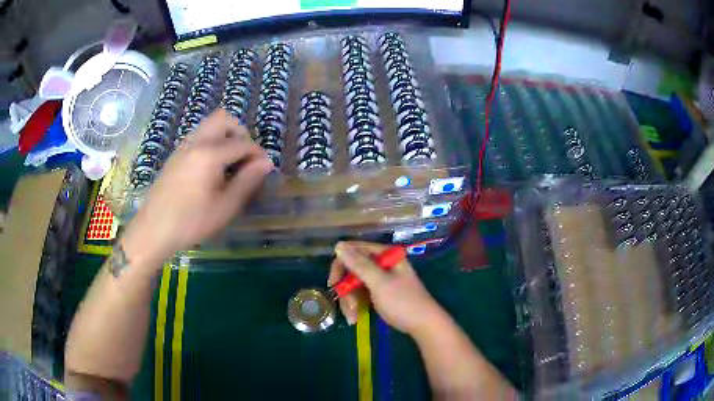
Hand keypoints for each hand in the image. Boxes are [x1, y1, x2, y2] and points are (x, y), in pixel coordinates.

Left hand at [122, 110, 272, 267]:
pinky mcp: (175, 155)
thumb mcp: (225, 206)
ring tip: (229, 164)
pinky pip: (198, 137)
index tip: (264, 169)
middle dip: (240, 132)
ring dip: (224, 136)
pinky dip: (211, 143)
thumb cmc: (192, 221)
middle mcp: (196, 142)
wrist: (153, 230)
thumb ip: (247, 181)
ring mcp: (183, 146)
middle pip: (223, 118)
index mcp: (210, 153)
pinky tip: (210, 170)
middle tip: (244, 158)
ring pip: (209, 126)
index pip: (243, 143)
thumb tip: (266, 162)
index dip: (258, 154)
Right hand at [329, 241, 443, 335]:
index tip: (333, 283)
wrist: (423, 325)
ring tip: (352, 317)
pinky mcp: (380, 292)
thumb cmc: (403, 302)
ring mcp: (381, 278)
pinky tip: (355, 318)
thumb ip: (359, 264)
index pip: (355, 251)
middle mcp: (383, 263)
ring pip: (355, 284)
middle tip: (345, 305)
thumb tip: (338, 245)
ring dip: (350, 301)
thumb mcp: (379, 283)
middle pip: (353, 269)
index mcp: (386, 255)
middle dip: (347, 289)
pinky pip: (361, 294)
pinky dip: (356, 305)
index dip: (341, 265)